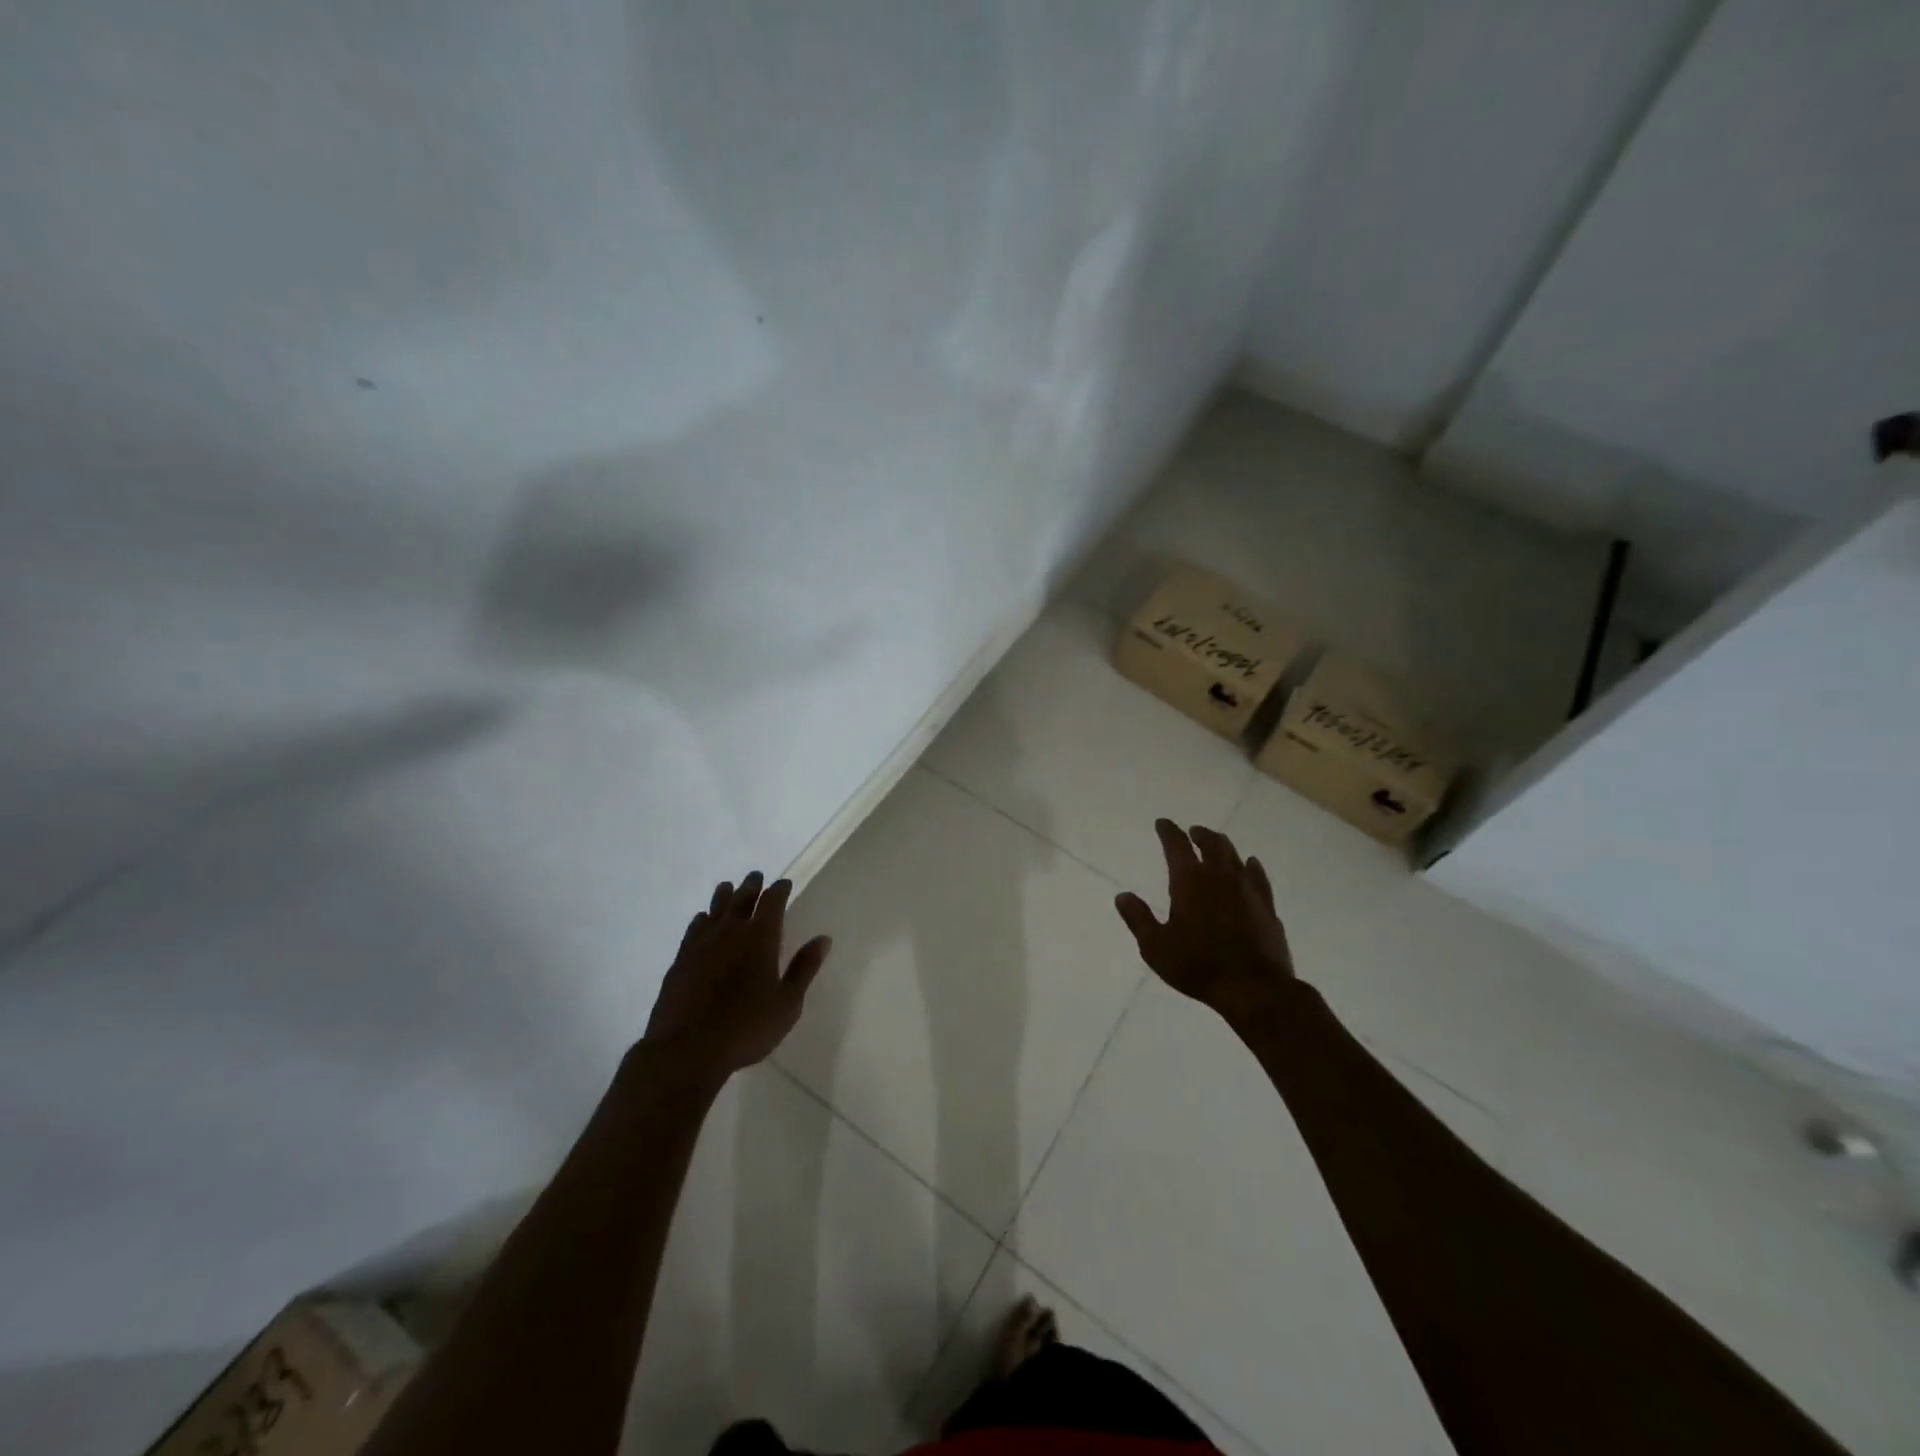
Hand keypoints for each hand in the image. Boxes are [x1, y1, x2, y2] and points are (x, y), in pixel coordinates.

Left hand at [641, 872, 831, 1083]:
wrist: (686, 1049)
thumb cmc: (746, 1028)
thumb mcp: (787, 1003)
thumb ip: (804, 968)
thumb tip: (823, 939)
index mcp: (761, 937)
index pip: (772, 902)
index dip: (780, 890)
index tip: (784, 883)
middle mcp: (731, 931)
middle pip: (742, 898)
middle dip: (752, 886)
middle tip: (756, 876)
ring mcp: (701, 944)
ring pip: (715, 909)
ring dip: (725, 896)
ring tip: (728, 887)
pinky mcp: (681, 960)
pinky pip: (694, 929)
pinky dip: (702, 919)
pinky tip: (702, 920)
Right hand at [1115, 820, 1293, 1025]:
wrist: (1254, 988)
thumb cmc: (1198, 965)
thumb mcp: (1155, 946)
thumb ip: (1138, 918)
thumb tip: (1122, 895)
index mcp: (1190, 881)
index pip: (1177, 845)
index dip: (1168, 831)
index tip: (1162, 823)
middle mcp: (1220, 876)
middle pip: (1211, 843)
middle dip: (1199, 834)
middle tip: (1192, 832)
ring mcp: (1248, 889)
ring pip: (1235, 856)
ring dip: (1223, 846)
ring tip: (1216, 845)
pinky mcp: (1267, 906)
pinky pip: (1258, 876)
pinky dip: (1251, 866)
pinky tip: (1251, 865)